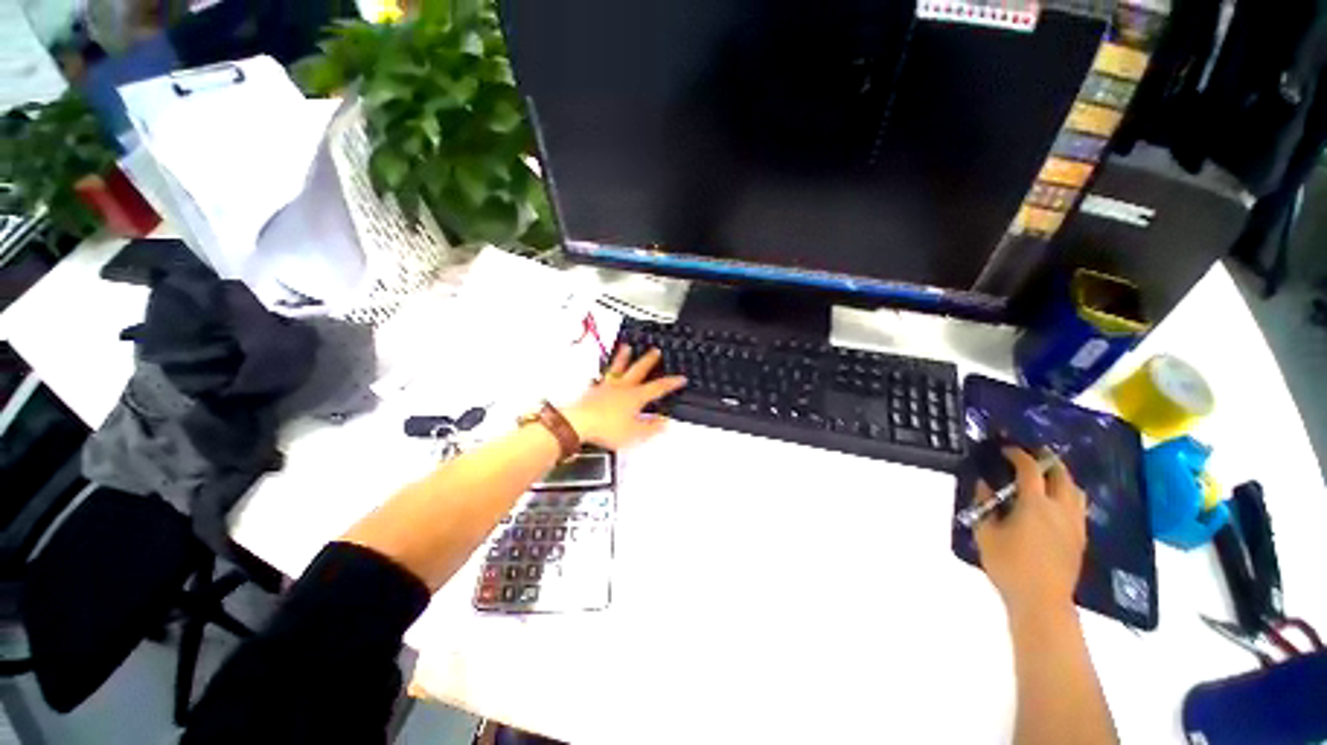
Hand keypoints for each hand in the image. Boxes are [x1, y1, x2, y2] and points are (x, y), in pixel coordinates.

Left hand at [563, 345, 686, 449]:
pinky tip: (602, 373)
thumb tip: (665, 421)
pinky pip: (601, 377)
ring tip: (627, 347)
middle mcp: (623, 387)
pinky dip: (604, 373)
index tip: (681, 378)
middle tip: (655, 351)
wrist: (579, 423)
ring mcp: (607, 386)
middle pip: (639, 370)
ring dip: (624, 357)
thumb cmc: (608, 428)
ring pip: (618, 368)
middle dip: (649, 360)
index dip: (671, 382)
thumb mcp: (635, 433)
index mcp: (636, 396)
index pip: (658, 387)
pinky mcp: (594, 390)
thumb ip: (651, 427)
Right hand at [974, 447, 1087, 621]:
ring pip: (1076, 490)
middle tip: (1034, 454)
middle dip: (1048, 460)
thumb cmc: (1008, 565)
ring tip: (1048, 476)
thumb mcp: (985, 534)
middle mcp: (1060, 509)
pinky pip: (1079, 507)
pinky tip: (1057, 503)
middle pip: (1061, 475)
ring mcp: (1075, 524)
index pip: (1030, 470)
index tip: (1006, 450)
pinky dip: (1070, 495)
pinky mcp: (1081, 538)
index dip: (1018, 455)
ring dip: (1063, 477)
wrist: (1042, 601)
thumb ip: (984, 506)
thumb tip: (983, 485)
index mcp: (1035, 505)